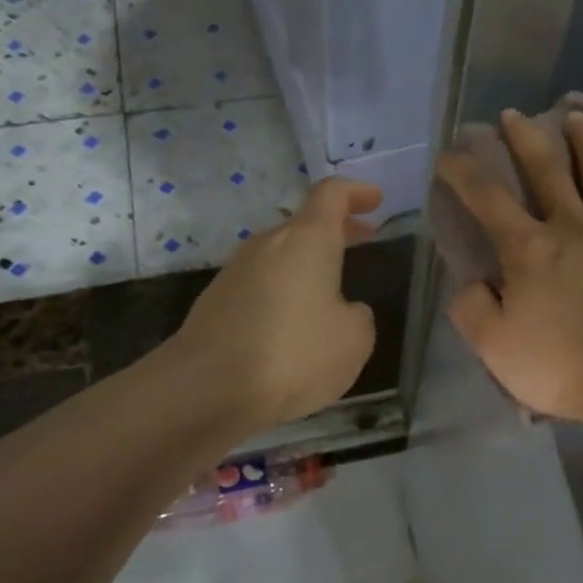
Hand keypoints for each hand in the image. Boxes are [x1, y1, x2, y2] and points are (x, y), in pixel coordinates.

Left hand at [168, 178, 381, 429]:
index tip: (376, 199)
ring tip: (332, 288)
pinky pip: (262, 284)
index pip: (331, 194)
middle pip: (304, 223)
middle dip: (336, 229)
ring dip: (309, 262)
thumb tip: (343, 310)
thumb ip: (358, 315)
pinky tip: (296, 324)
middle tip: (364, 237)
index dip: (356, 192)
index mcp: (307, 240)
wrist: (206, 390)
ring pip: (281, 254)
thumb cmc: (293, 354)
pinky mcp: (217, 302)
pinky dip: (285, 290)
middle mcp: (268, 245)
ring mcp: (236, 272)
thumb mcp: (354, 340)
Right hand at [440, 109, 582, 424]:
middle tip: (512, 115)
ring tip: (577, 116)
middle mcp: (571, 226)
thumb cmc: (558, 365)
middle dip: (524, 138)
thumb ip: (472, 308)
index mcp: (528, 248)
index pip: (486, 198)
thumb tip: (472, 282)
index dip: (463, 171)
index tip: (449, 154)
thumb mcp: (494, 346)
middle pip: (546, 170)